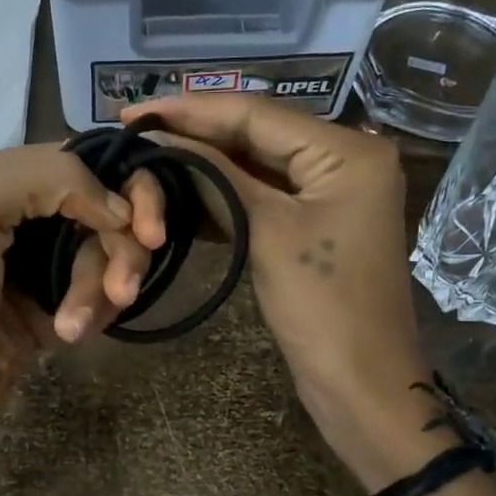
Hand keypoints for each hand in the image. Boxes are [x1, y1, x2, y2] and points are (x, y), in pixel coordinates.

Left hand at [0, 144, 165, 456]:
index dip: (131, 191)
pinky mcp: (57, 306)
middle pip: (112, 213)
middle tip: (122, 291)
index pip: (92, 163)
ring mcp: (46, 262)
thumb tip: (119, 208)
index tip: (146, 233)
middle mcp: (31, 214)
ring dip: (100, 291)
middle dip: (121, 252)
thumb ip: (48, 176)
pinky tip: (69, 335)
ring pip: (109, 257)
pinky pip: (101, 295)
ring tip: (71, 328)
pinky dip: (95, 311)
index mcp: (8, 179)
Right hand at [126, 96, 451, 486]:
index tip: (133, 109)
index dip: (191, 110)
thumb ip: (217, 178)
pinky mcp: (315, 226)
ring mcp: (331, 194)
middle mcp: (345, 159)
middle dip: (196, 132)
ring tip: (148, 152)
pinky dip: (223, 195)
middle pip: (258, 135)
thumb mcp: (267, 233)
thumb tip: (162, 140)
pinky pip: (263, 197)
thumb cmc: (323, 308)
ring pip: (257, 166)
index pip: (258, 114)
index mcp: (348, 150)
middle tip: (134, 128)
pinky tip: (180, 189)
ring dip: (205, 163)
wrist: (362, 385)